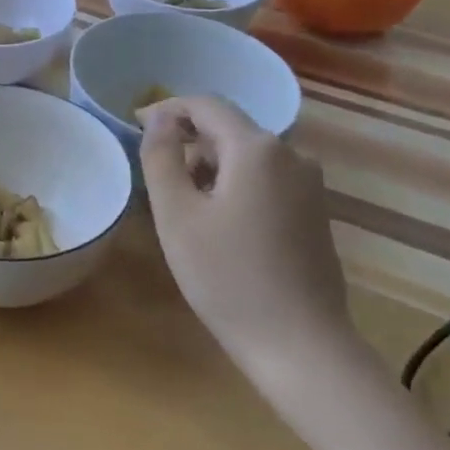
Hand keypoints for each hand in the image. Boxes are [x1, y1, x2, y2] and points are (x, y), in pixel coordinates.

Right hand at [139, 96, 356, 381]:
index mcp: (257, 149)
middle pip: (229, 129)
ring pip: (247, 155)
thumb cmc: (227, 277)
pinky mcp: (314, 211)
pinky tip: (217, 222)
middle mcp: (292, 155)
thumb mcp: (177, 215)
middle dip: (188, 141)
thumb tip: (160, 119)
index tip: (135, 125)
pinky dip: (234, 184)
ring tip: (181, 203)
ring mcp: (309, 184)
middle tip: (154, 173)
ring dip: (209, 165)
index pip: (207, 105)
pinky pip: (266, 178)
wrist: (300, 344)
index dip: (168, 108)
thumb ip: (162, 157)